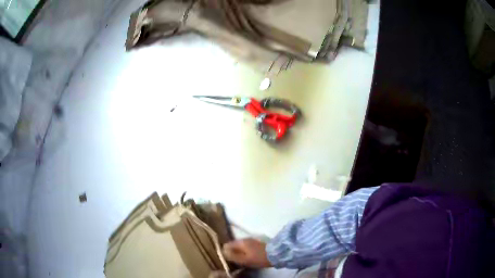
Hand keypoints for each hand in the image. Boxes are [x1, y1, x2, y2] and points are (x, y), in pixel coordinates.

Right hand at [222, 238, 272, 267]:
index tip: (226, 258)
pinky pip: (247, 247)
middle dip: (232, 252)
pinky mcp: (257, 244)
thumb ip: (232, 256)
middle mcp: (245, 239)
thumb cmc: (258, 258)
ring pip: (241, 246)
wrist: (276, 254)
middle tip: (233, 260)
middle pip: (234, 245)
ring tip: (240, 260)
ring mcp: (252, 241)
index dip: (225, 251)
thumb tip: (223, 252)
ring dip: (239, 252)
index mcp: (240, 242)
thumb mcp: (244, 259)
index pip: (227, 244)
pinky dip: (245, 252)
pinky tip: (247, 257)